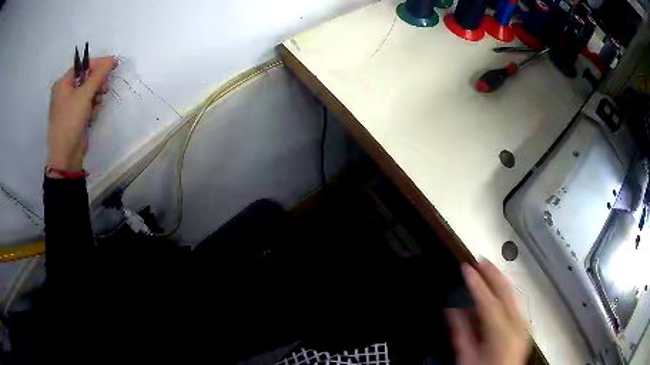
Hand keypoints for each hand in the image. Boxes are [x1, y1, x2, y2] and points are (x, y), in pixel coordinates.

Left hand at [47, 57, 116, 174]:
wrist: (65, 155)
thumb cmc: (70, 121)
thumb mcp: (85, 94)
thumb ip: (99, 75)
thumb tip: (112, 59)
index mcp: (63, 84)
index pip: (83, 66)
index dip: (98, 64)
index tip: (113, 65)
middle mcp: (65, 92)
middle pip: (86, 79)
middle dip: (97, 83)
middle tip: (104, 89)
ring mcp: (70, 106)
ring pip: (89, 92)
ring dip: (96, 97)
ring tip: (96, 106)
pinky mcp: (75, 117)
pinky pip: (87, 105)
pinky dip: (92, 108)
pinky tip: (92, 116)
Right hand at [447, 262, 529, 364]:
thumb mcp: (467, 357)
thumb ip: (461, 332)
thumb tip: (453, 310)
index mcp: (502, 334)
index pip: (489, 301)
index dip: (477, 282)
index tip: (467, 268)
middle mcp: (517, 326)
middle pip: (506, 292)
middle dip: (493, 273)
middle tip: (480, 260)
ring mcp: (524, 326)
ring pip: (513, 295)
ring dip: (500, 280)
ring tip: (489, 269)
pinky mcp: (524, 328)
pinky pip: (516, 304)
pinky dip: (506, 293)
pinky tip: (498, 289)